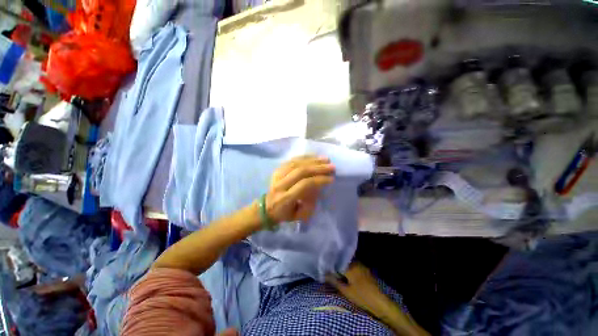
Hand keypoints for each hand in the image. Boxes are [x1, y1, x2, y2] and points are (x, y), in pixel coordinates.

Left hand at [266, 155, 334, 222]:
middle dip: (318, 168)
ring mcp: (277, 175)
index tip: (331, 178)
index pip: (304, 184)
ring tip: (326, 159)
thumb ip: (310, 202)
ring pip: (296, 163)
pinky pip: (292, 160)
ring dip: (313, 160)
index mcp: (285, 198)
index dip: (319, 180)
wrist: (266, 208)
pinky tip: (314, 156)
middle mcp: (280, 184)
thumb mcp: (300, 215)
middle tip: (331, 167)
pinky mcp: (277, 170)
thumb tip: (317, 186)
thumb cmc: (285, 214)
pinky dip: (304, 157)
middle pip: (301, 171)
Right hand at [328, 263, 429, 335]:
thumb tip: (323, 274)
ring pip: (348, 262)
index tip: (324, 265)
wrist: (380, 302)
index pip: (337, 260)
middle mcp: (355, 262)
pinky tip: (345, 274)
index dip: (330, 263)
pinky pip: (353, 265)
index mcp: (350, 266)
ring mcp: (361, 265)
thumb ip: (334, 281)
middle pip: (342, 260)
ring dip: (342, 265)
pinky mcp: (365, 269)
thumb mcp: (345, 290)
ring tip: (335, 270)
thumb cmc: (362, 296)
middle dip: (336, 263)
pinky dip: (348, 267)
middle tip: (329, 268)